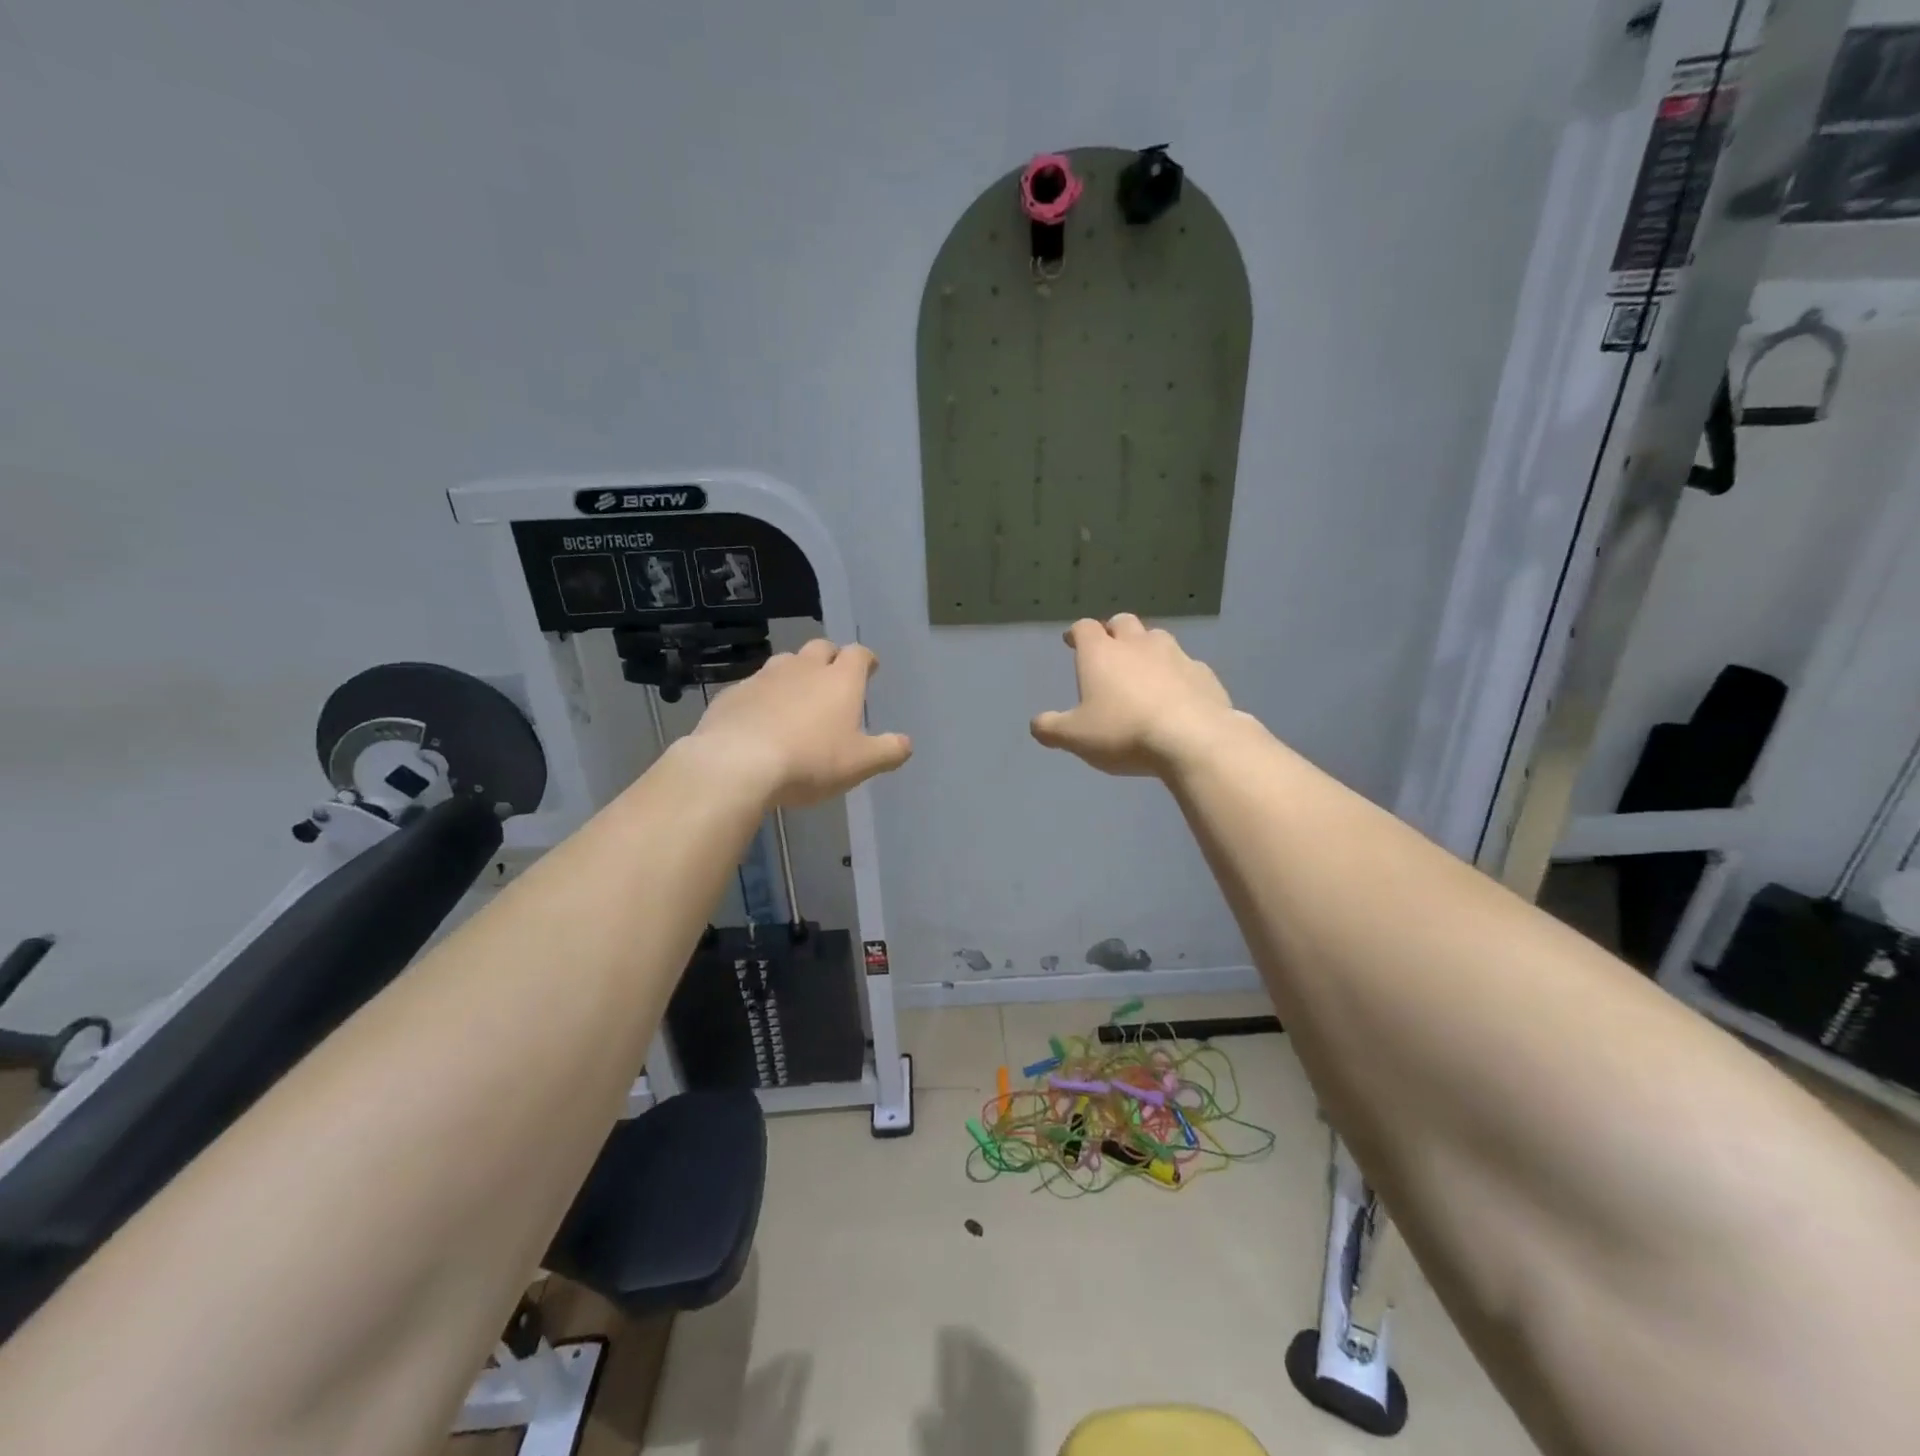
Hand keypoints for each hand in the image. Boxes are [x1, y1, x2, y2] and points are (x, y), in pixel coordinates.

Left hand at [689, 639, 911, 806]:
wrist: (737, 763)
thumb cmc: (810, 761)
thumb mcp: (860, 764)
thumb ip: (887, 752)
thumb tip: (906, 744)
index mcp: (840, 680)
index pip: (858, 654)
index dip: (866, 660)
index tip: (869, 669)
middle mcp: (804, 668)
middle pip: (821, 648)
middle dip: (830, 659)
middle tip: (833, 680)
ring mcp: (765, 677)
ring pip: (785, 662)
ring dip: (795, 673)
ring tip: (797, 698)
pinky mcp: (734, 693)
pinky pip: (755, 686)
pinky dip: (764, 696)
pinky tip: (761, 718)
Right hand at [1030, 614, 1237, 776]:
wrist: (1193, 739)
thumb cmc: (1123, 732)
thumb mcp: (1076, 737)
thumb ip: (1051, 728)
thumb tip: (1036, 723)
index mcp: (1101, 654)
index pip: (1084, 628)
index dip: (1076, 633)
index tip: (1071, 641)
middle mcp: (1137, 644)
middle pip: (1123, 622)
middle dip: (1113, 631)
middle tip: (1109, 649)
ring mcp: (1175, 655)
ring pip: (1157, 638)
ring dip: (1146, 647)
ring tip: (1143, 668)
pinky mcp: (1204, 674)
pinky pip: (1186, 665)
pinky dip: (1176, 673)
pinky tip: (1176, 693)